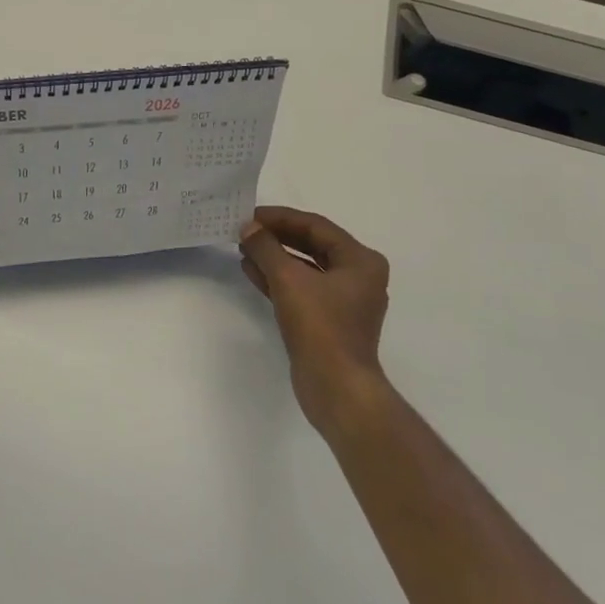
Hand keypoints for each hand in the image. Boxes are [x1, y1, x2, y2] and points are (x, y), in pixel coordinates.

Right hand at [238, 207, 392, 438]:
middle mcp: (359, 277)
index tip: (250, 215)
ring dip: (275, 257)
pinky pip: (302, 289)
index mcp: (361, 261)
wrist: (336, 388)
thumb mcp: (288, 279)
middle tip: (245, 231)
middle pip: (312, 245)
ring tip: (243, 248)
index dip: (280, 218)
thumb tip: (248, 228)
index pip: (316, 226)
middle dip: (277, 238)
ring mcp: (344, 301)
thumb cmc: (320, 327)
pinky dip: (278, 279)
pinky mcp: (329, 321)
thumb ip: (266, 248)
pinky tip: (252, 271)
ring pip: (305, 268)